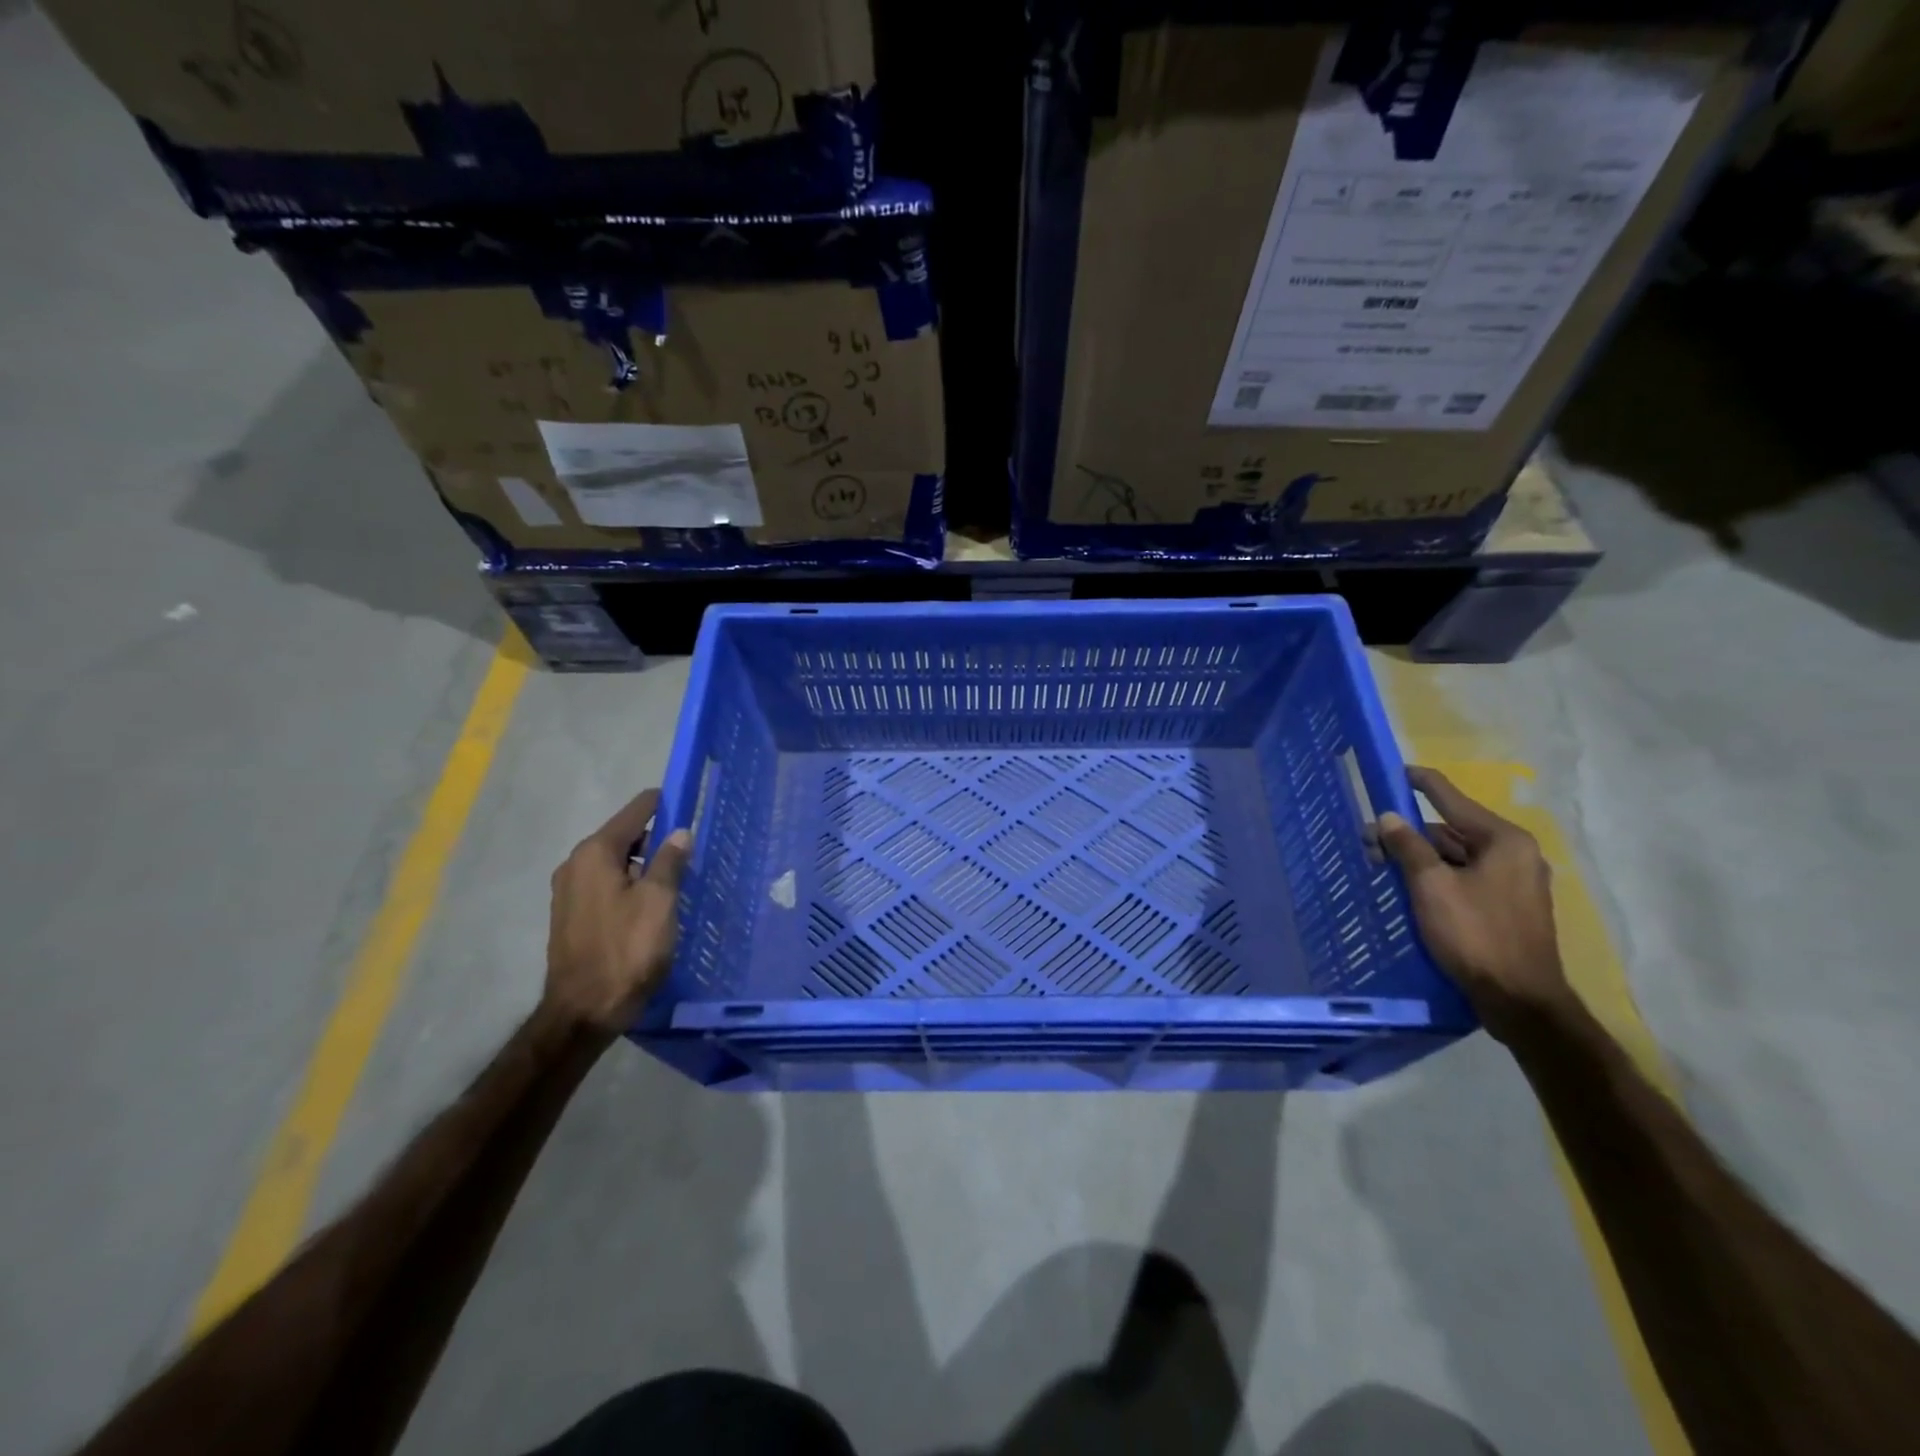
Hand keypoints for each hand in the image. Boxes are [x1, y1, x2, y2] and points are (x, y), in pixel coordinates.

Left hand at [544, 788, 691, 1033]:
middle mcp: (576, 864)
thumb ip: (670, 861)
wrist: (585, 1011)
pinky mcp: (572, 916)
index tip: (691, 803)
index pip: (635, 811)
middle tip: (691, 848)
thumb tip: (680, 832)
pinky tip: (653, 902)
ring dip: (645, 864)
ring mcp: (570, 891)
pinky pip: (607, 884)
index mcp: (595, 853)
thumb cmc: (627, 950)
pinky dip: (630, 883)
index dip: (664, 804)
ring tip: (678, 877)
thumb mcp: (659, 901)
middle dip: (657, 837)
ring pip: (616, 862)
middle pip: (624, 836)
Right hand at [1377, 766, 1572, 1039]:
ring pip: (1456, 857)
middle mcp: (1515, 854)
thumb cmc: (1475, 935)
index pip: (1452, 799)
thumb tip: (1388, 817)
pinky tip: (1408, 888)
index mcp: (1503, 841)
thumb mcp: (1431, 886)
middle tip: (1368, 841)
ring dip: (1419, 859)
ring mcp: (1514, 882)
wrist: (1520, 1001)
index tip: (1395, 771)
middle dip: (1409, 833)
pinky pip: (1465, 878)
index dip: (1420, 783)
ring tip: (1381, 868)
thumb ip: (1408, 847)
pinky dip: (1436, 877)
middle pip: (1451, 831)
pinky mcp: (1508, 907)